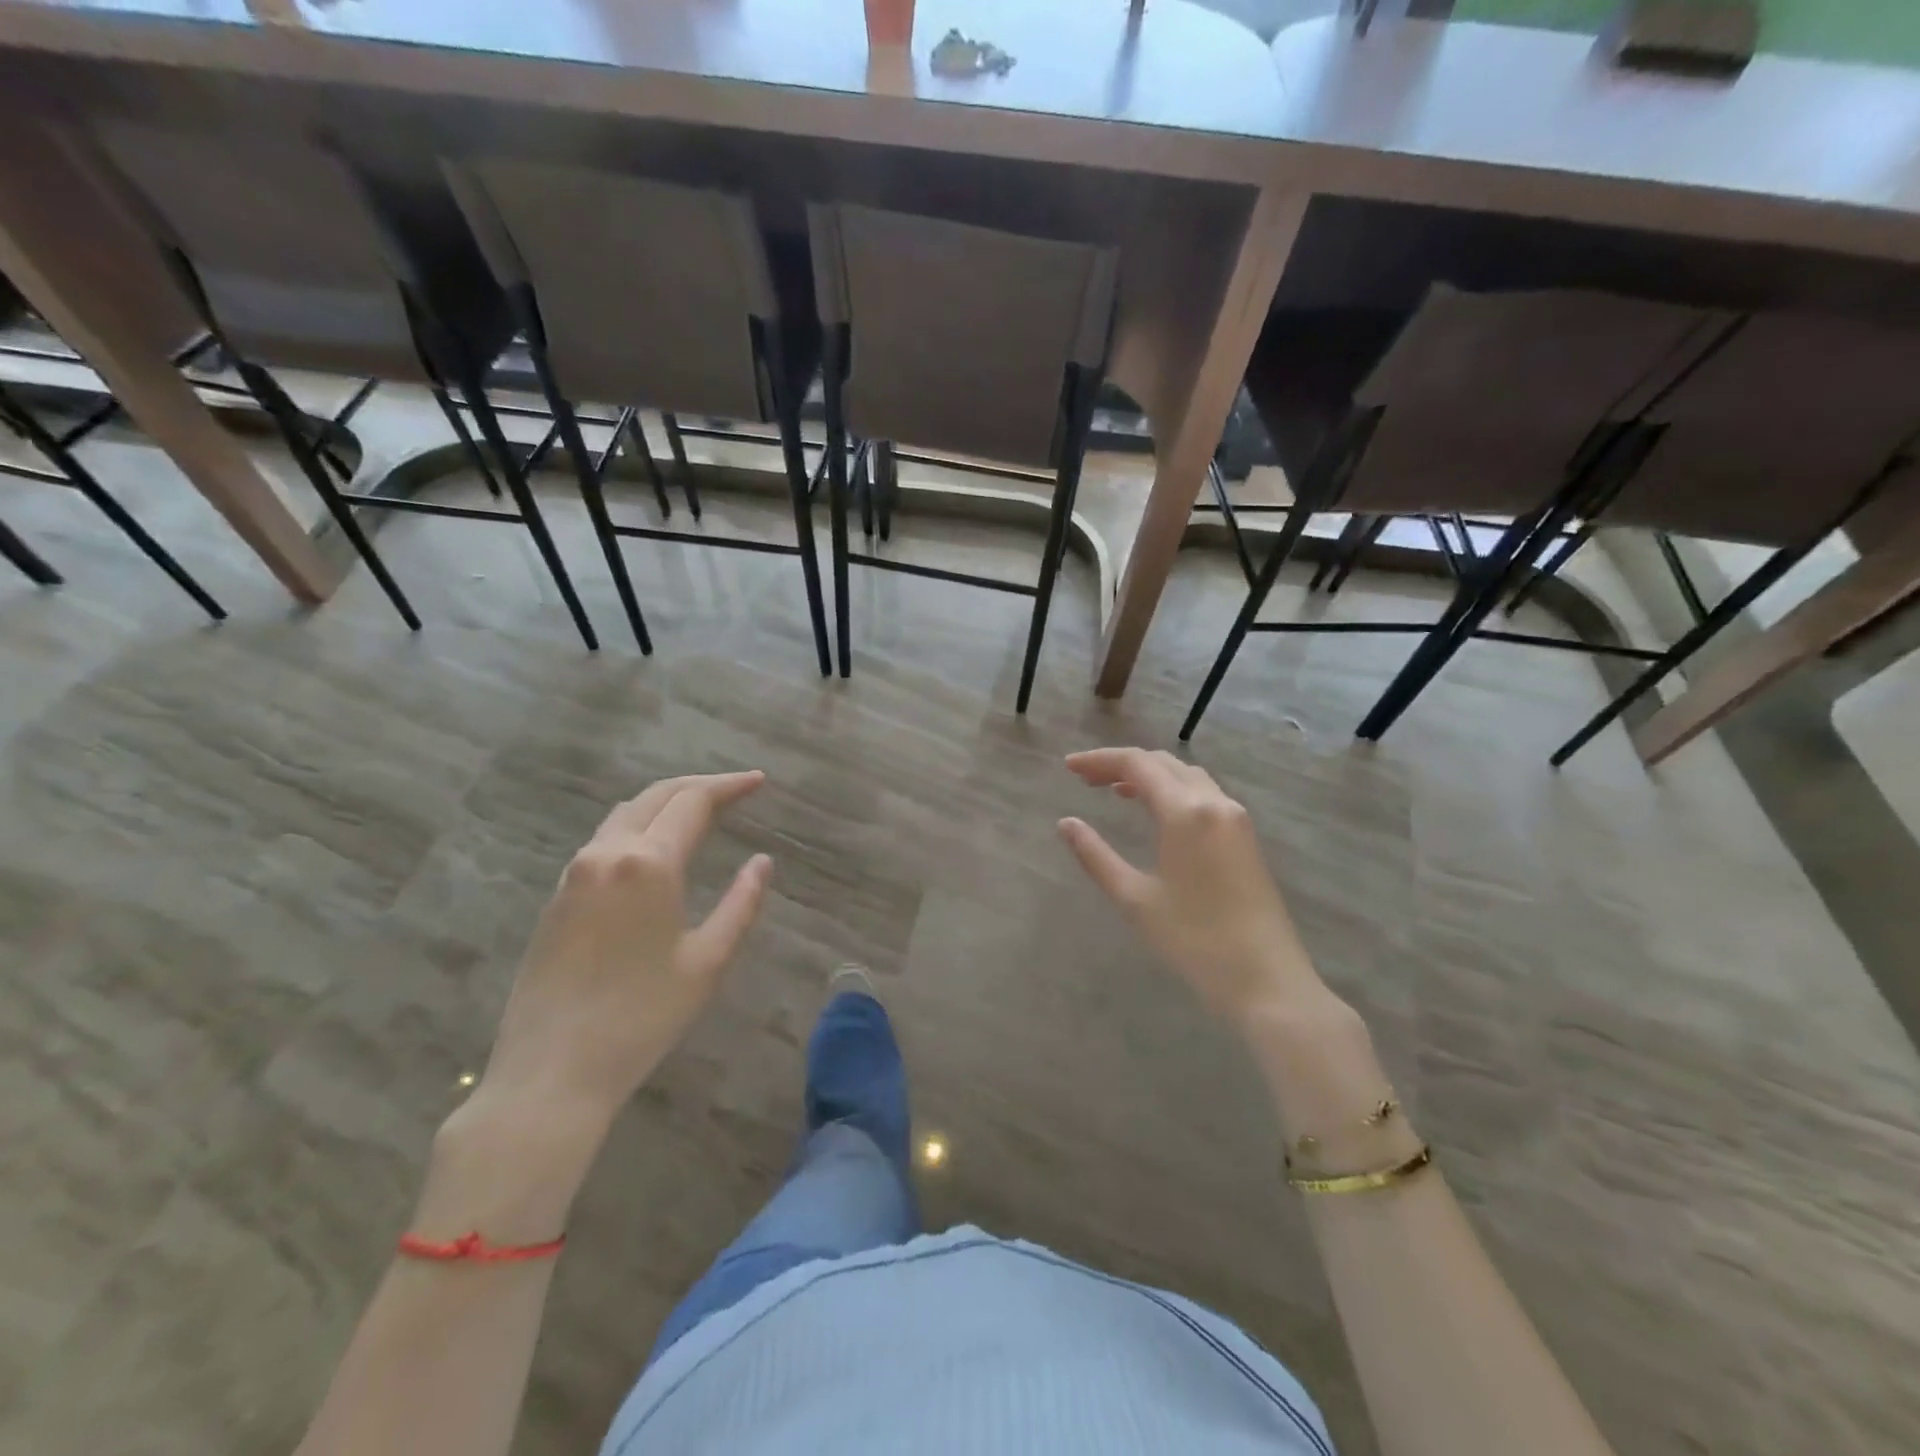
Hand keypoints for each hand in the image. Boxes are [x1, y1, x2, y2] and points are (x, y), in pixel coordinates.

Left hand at [476, 771, 773, 1126]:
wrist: (550, 1072)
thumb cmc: (642, 1018)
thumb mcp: (708, 961)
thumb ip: (741, 903)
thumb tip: (762, 861)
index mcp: (648, 864)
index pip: (694, 802)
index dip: (729, 786)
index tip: (759, 781)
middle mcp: (607, 853)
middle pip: (657, 796)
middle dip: (699, 786)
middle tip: (735, 790)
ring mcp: (574, 873)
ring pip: (626, 814)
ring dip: (666, 802)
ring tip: (700, 811)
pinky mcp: (557, 896)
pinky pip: (604, 840)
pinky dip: (639, 826)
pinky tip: (655, 846)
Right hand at [1058, 748, 1318, 1024]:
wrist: (1266, 979)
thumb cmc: (1194, 940)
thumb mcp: (1134, 898)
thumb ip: (1095, 855)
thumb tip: (1066, 823)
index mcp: (1186, 812)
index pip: (1137, 764)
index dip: (1099, 760)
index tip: (1068, 767)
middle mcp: (1215, 803)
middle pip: (1163, 763)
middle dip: (1121, 764)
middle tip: (1085, 779)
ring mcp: (1236, 819)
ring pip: (1186, 776)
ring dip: (1149, 775)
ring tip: (1114, 791)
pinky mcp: (1245, 837)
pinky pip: (1203, 795)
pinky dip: (1172, 791)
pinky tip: (1156, 813)